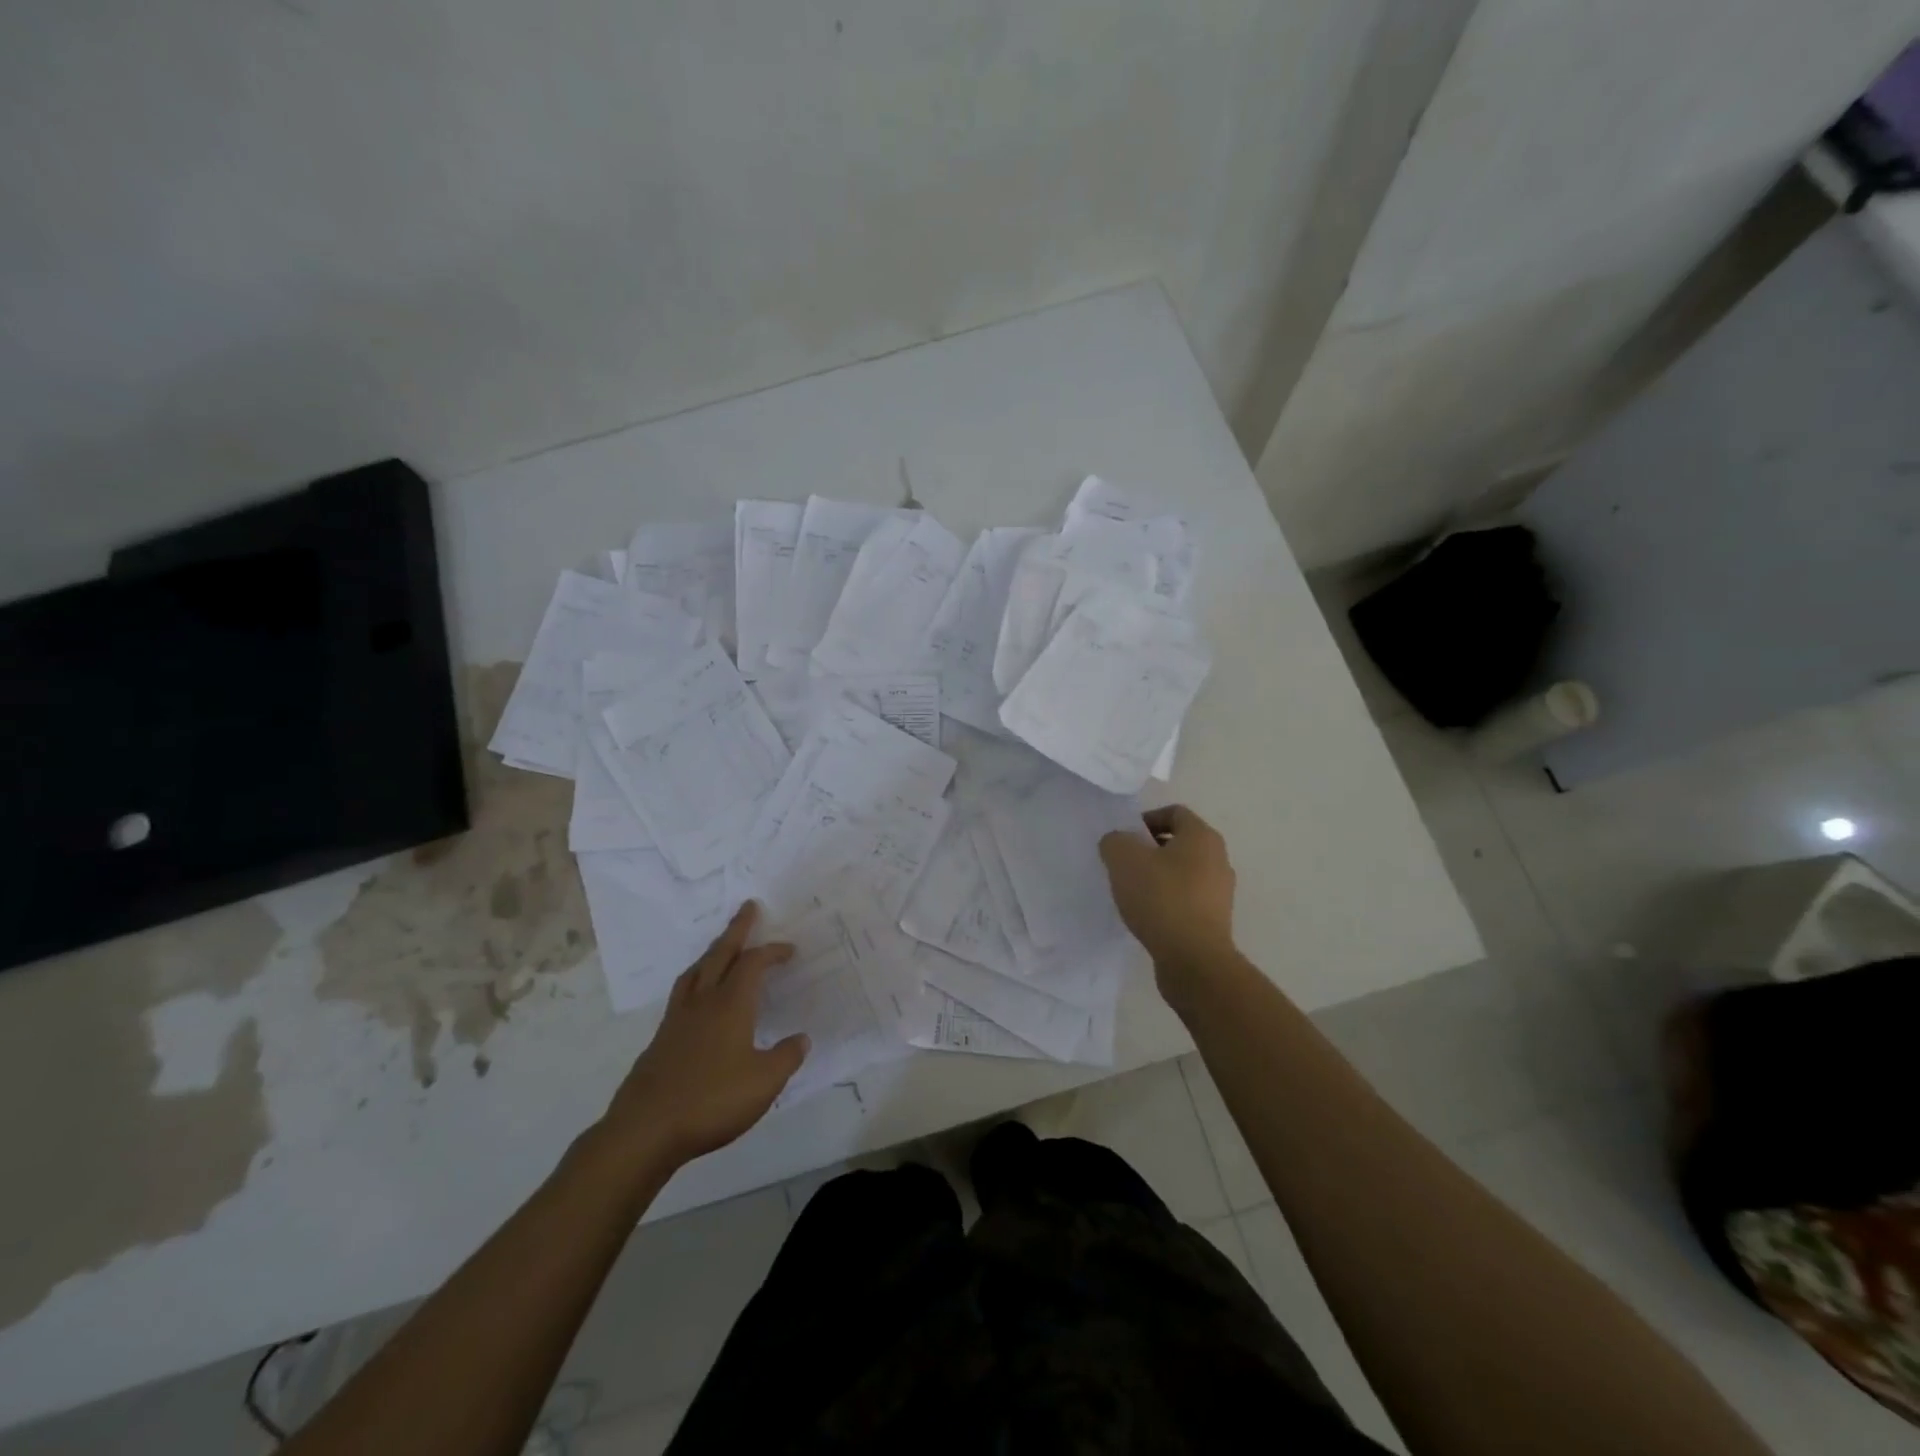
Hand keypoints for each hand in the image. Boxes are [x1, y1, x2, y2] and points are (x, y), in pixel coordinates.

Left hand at [602, 903, 807, 1167]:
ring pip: (696, 971)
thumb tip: (802, 1038)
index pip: (753, 964)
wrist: (645, 1130)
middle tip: (747, 907)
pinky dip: (697, 981)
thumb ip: (786, 1057)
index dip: (772, 951)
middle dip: (736, 929)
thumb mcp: (764, 1083)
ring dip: (712, 952)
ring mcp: (677, 1019)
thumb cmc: (711, 1101)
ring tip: (722, 946)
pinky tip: (699, 998)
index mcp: (730, 1005)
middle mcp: (703, 1002)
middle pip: (720, 954)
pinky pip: (683, 994)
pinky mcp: (660, 1040)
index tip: (789, 949)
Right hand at [1099, 805, 1237, 985]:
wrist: (1193, 959)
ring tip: (1133, 892)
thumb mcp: (1124, 859)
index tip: (1125, 839)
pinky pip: (1186, 899)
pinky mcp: (1215, 919)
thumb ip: (1115, 841)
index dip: (1146, 819)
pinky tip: (1148, 914)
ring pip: (1183, 872)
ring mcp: (1220, 891)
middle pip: (1179, 843)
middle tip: (1124, 864)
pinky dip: (1167, 900)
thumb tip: (1118, 843)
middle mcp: (1218, 859)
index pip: (1174, 812)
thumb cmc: (1161, 898)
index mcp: (1202, 836)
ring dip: (1158, 877)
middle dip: (1149, 849)